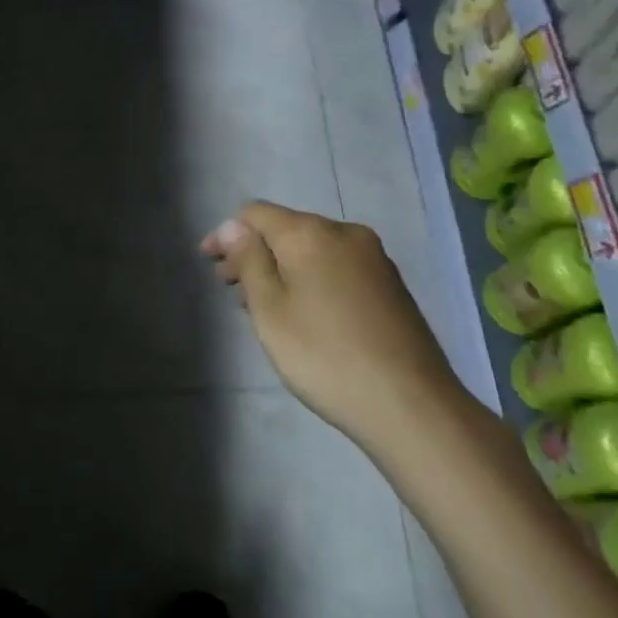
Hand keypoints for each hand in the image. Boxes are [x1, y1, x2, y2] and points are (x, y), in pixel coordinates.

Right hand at [202, 202, 468, 459]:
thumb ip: (249, 261)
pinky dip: (309, 279)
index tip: (207, 263)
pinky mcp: (390, 284)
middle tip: (230, 290)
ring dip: (281, 268)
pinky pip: (336, 267)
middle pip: (286, 229)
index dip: (227, 233)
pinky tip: (303, 313)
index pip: (256, 213)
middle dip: (253, 252)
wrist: (410, 403)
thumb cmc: (324, 355)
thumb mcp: (270, 310)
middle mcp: (346, 233)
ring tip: (262, 306)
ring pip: (312, 249)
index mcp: (311, 233)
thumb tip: (233, 226)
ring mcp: (374, 258)